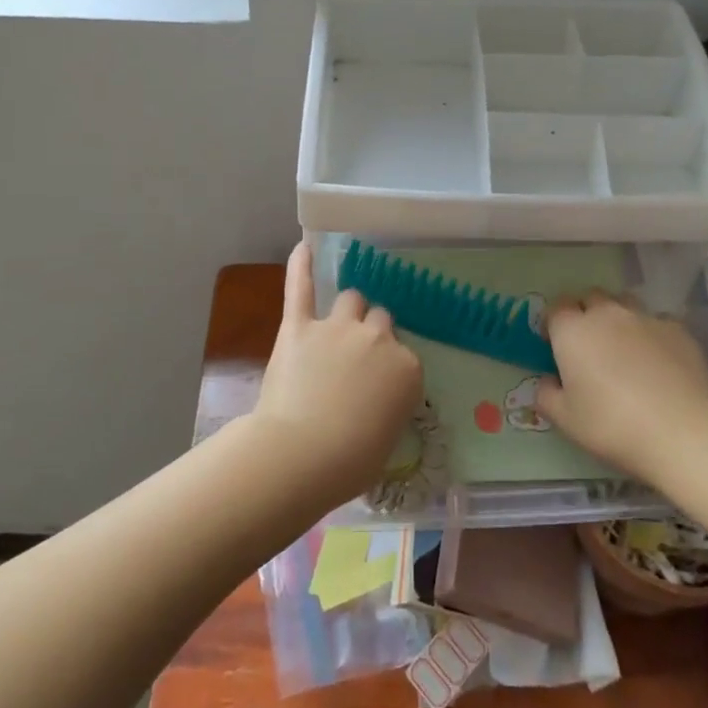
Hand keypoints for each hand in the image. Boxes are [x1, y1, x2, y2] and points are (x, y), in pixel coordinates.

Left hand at [249, 242, 424, 506]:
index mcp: (407, 368)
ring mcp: (339, 327)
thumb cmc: (351, 460)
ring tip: (337, 323)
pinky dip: (300, 266)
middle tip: (355, 360)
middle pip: (381, 321)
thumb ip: (388, 406)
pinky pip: (301, 286)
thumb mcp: (388, 437)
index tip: (376, 388)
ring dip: (349, 309)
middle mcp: (378, 338)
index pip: (404, 357)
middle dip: (371, 335)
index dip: (388, 370)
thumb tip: (375, 402)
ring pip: (352, 300)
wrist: (304, 453)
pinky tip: (303, 247)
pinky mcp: (300, 326)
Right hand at [539, 291, 707, 483]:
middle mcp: (607, 314)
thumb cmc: (612, 425)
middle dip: (585, 314)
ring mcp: (646, 319)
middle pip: (590, 297)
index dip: (554, 324)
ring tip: (623, 348)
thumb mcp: (565, 420)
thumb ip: (547, 395)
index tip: (555, 345)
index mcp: (573, 331)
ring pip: (625, 304)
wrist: (682, 432)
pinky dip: (651, 334)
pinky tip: (658, 362)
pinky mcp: (679, 330)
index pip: (556, 308)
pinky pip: (657, 322)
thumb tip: (549, 381)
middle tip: (588, 345)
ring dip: (618, 318)